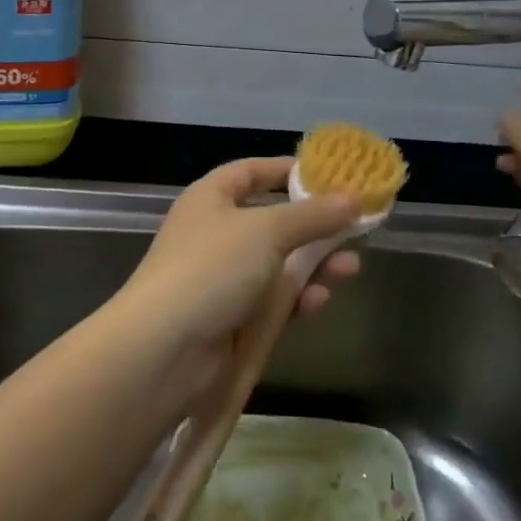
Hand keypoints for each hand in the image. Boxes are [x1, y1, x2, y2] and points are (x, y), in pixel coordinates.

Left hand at [115, 157, 360, 380]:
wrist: (165, 349)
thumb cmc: (212, 269)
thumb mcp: (267, 231)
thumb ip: (312, 215)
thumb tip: (352, 199)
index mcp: (212, 198)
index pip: (251, 172)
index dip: (287, 170)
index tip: (328, 175)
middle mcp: (216, 232)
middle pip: (272, 220)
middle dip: (314, 225)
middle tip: (355, 228)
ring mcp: (223, 278)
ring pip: (278, 264)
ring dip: (314, 264)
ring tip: (351, 267)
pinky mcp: (232, 318)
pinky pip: (272, 301)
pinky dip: (297, 298)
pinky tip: (321, 300)